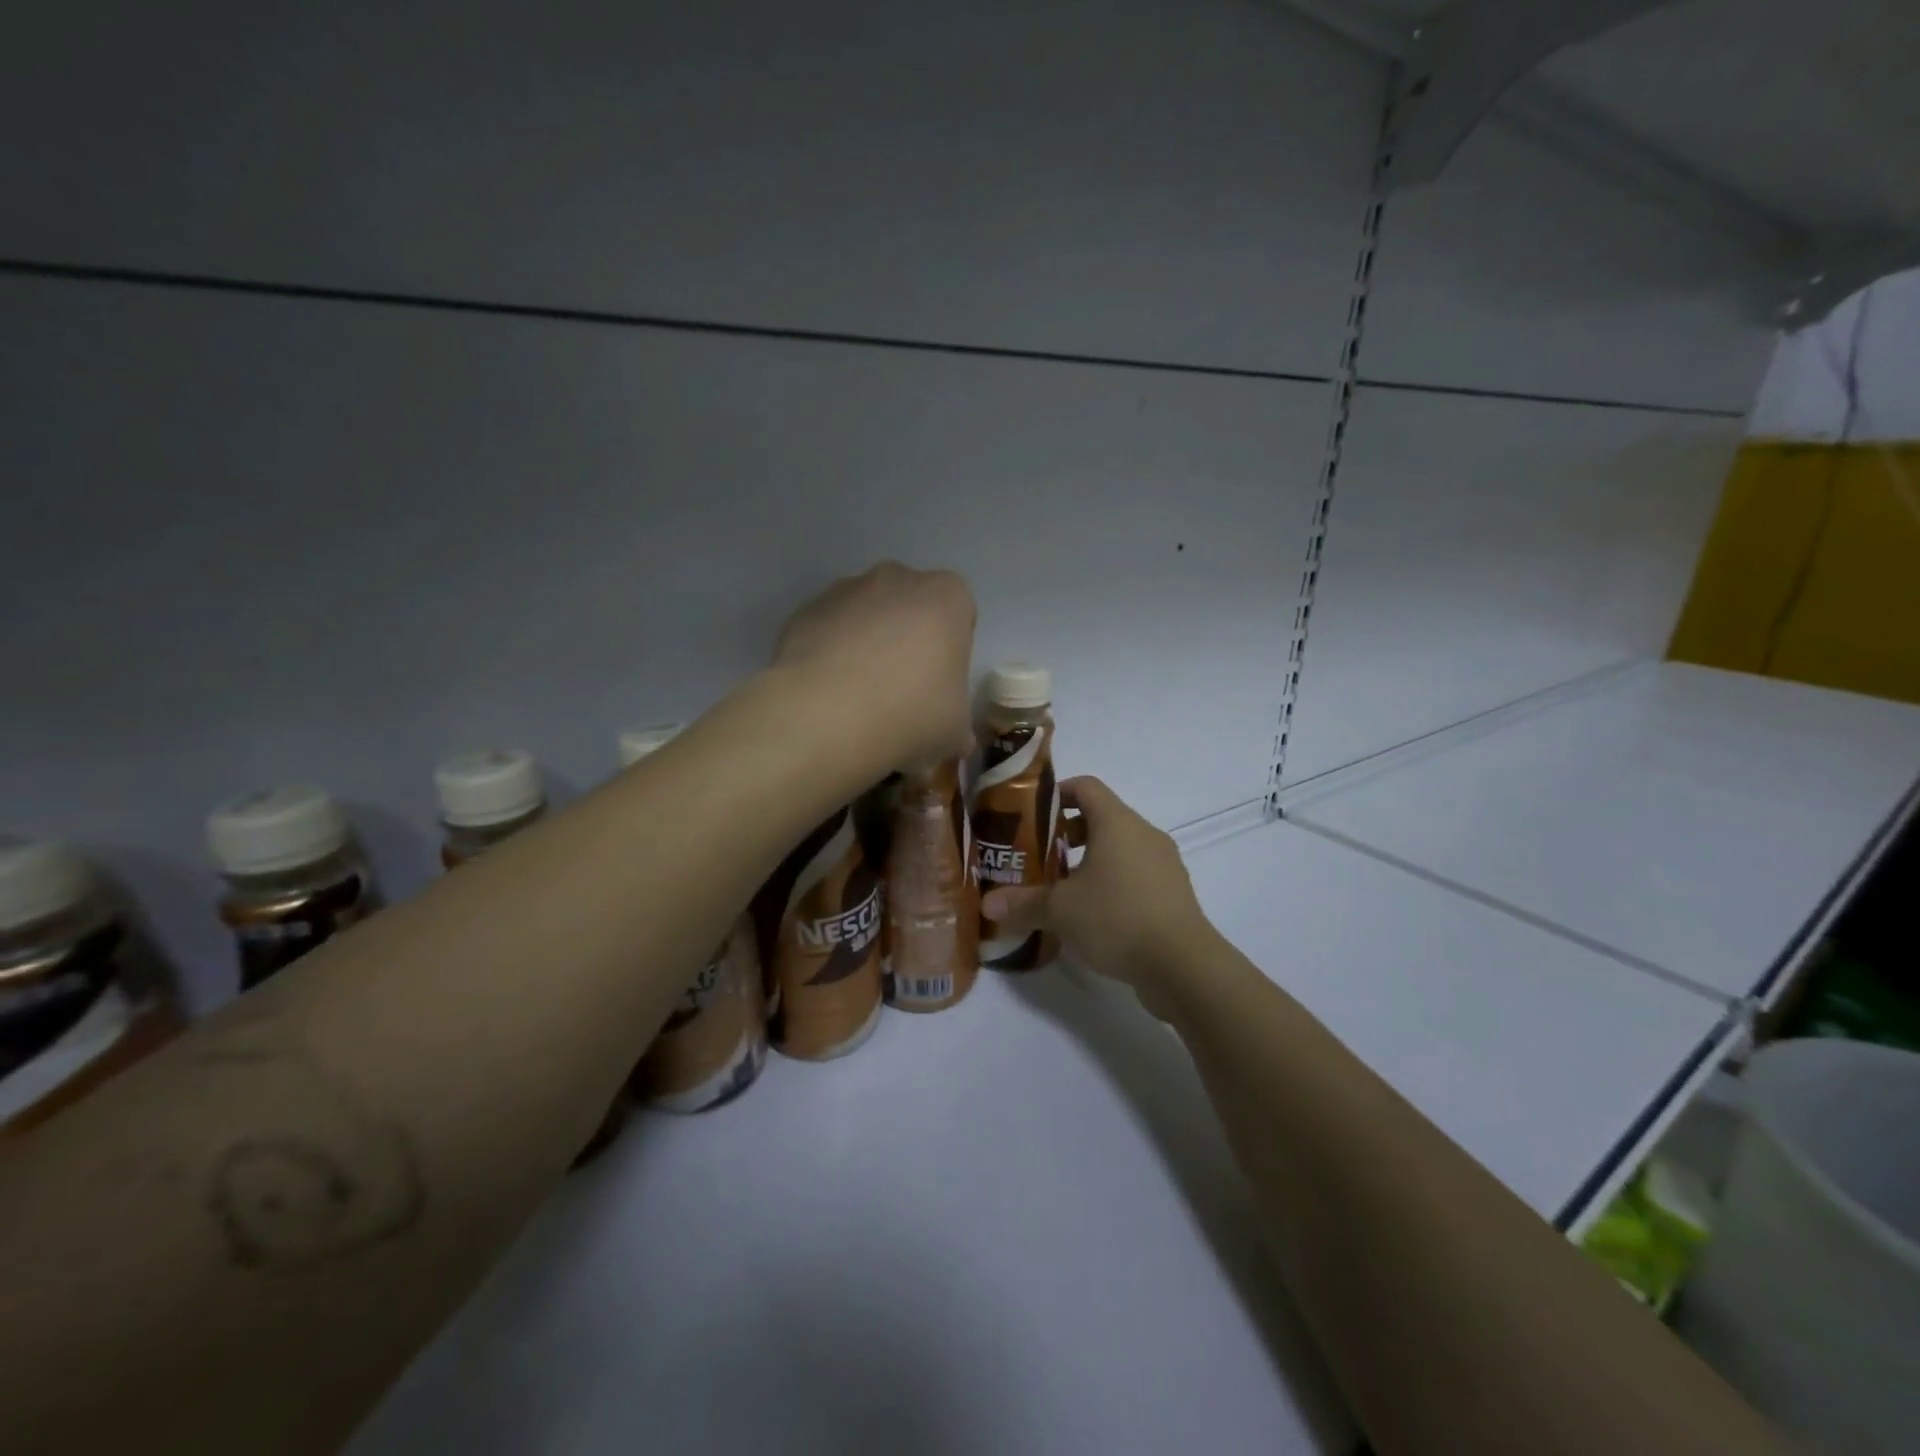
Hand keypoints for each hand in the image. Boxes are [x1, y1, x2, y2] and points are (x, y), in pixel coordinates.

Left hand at [774, 562, 976, 770]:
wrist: (827, 716)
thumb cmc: (912, 714)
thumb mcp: (955, 733)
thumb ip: (958, 728)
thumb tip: (956, 740)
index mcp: (947, 597)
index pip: (958, 619)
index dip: (948, 657)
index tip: (936, 691)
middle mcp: (897, 579)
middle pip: (908, 610)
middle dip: (905, 643)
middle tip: (899, 695)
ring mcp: (845, 590)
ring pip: (864, 618)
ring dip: (864, 647)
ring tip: (856, 700)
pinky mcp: (804, 611)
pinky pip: (826, 632)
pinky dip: (828, 656)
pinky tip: (825, 697)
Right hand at [981, 776, 1218, 1014]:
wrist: (1183, 966)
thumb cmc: (1117, 918)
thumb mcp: (1060, 910)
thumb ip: (1022, 903)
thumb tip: (987, 905)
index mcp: (1117, 823)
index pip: (1085, 787)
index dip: (1056, 793)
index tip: (1031, 814)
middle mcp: (1144, 834)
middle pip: (1101, 817)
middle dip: (1067, 833)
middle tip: (1038, 856)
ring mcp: (1164, 864)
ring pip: (1119, 848)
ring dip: (1090, 860)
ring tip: (1061, 889)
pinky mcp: (1173, 893)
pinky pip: (1135, 875)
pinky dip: (1112, 882)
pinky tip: (1092, 915)